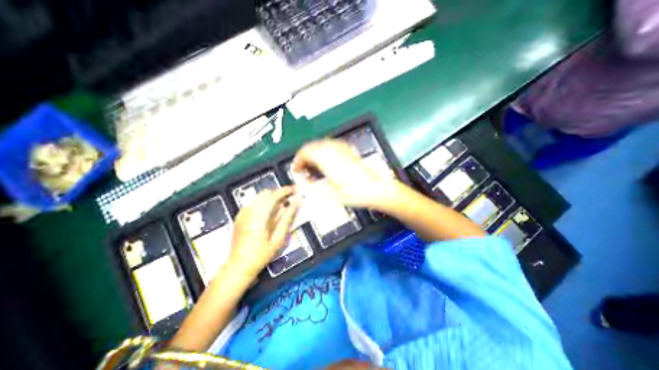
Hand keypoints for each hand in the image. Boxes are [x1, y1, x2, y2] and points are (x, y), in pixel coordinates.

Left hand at [226, 188, 298, 276]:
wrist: (238, 266)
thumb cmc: (262, 254)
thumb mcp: (279, 237)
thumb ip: (288, 217)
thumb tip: (297, 201)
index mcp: (259, 216)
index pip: (274, 196)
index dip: (286, 190)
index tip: (295, 189)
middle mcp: (249, 211)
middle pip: (266, 193)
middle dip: (279, 193)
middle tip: (290, 199)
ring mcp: (242, 213)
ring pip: (259, 197)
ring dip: (272, 198)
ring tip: (281, 207)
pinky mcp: (239, 216)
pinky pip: (254, 203)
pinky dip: (264, 203)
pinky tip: (269, 214)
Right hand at [290, 139, 392, 207]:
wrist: (375, 188)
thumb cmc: (355, 193)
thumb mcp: (330, 194)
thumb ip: (311, 186)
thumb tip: (302, 182)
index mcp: (327, 161)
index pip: (306, 152)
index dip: (298, 159)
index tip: (296, 168)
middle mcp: (334, 151)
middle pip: (312, 146)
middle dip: (304, 156)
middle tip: (303, 168)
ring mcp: (342, 149)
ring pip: (321, 143)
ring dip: (313, 152)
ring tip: (313, 165)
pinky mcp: (349, 150)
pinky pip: (331, 144)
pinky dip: (323, 150)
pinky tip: (325, 160)